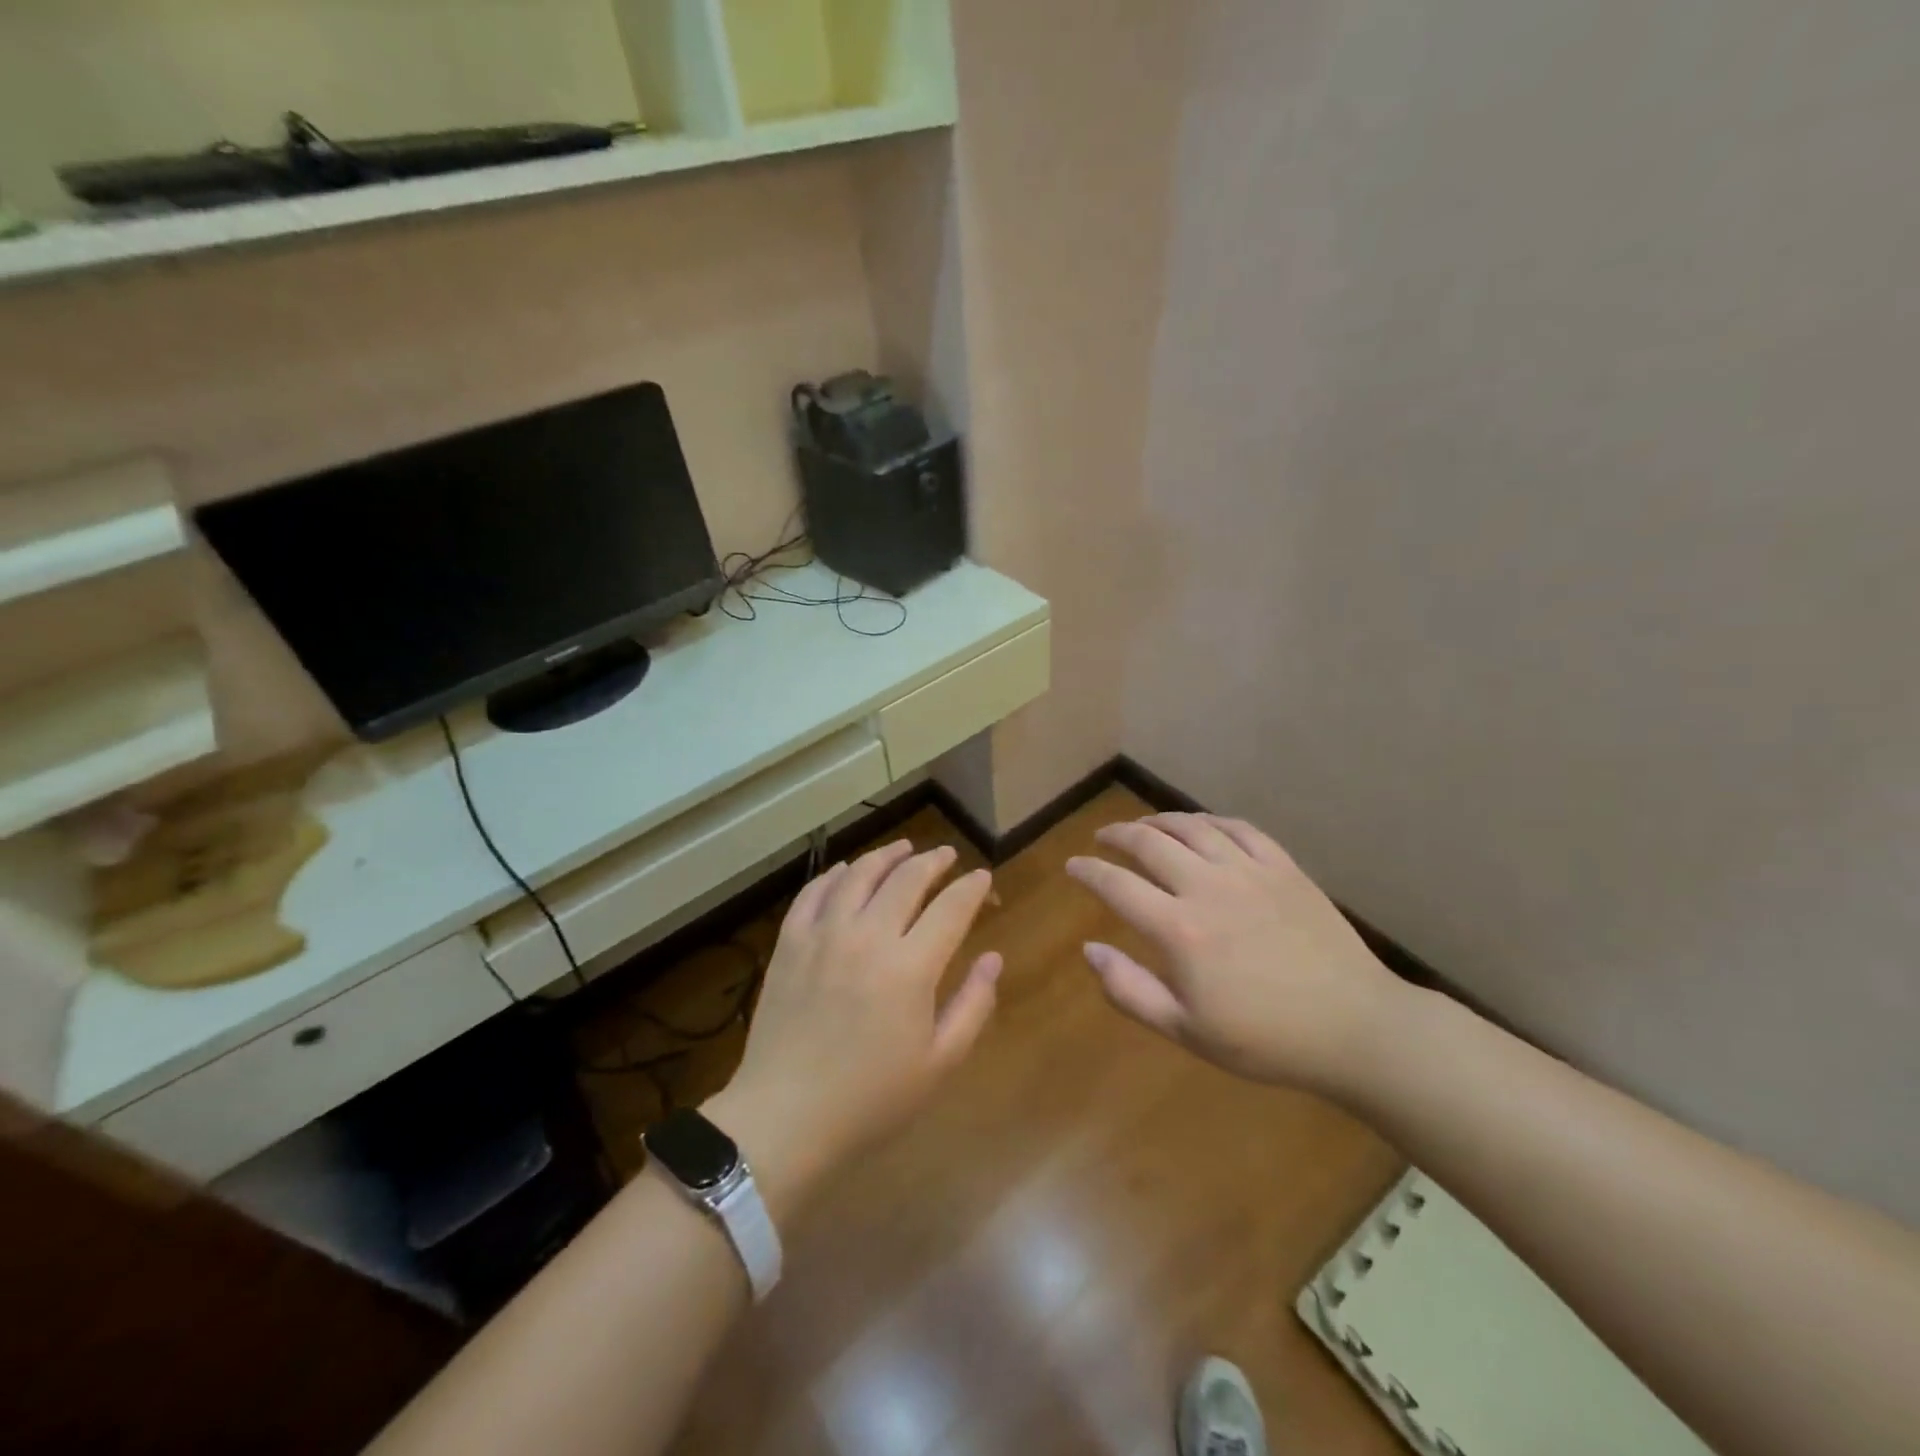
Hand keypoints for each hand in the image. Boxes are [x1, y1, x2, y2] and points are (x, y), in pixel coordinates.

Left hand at [709, 841, 1001, 1216]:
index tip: (982, 877)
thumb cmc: (871, 1098)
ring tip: (902, 849)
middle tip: (946, 856)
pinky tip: (846, 871)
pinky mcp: (790, 942)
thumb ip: (973, 1005)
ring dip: (886, 856)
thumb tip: (993, 958)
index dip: (972, 888)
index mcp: (910, 966)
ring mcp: (823, 934)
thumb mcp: (939, 1062)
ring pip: (859, 874)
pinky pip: (814, 892)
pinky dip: (835, 874)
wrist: (785, 1117)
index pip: (951, 908)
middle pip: (907, 879)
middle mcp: (868, 936)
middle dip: (933, 861)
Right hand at [1066, 812, 1404, 1095]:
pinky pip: (1239, 828)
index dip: (1088, 871)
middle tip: (1103, 837)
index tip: (1073, 865)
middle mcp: (1207, 886)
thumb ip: (1129, 990)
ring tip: (1144, 825)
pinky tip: (1201, 825)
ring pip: (1192, 826)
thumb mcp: (1186, 1031)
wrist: (1354, 1028)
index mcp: (1179, 929)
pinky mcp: (1284, 867)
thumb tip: (1089, 950)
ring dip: (1159, 820)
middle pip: (1149, 843)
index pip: (1116, 885)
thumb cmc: (1265, 1039)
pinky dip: (1210, 820)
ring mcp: (1249, 871)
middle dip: (1118, 835)